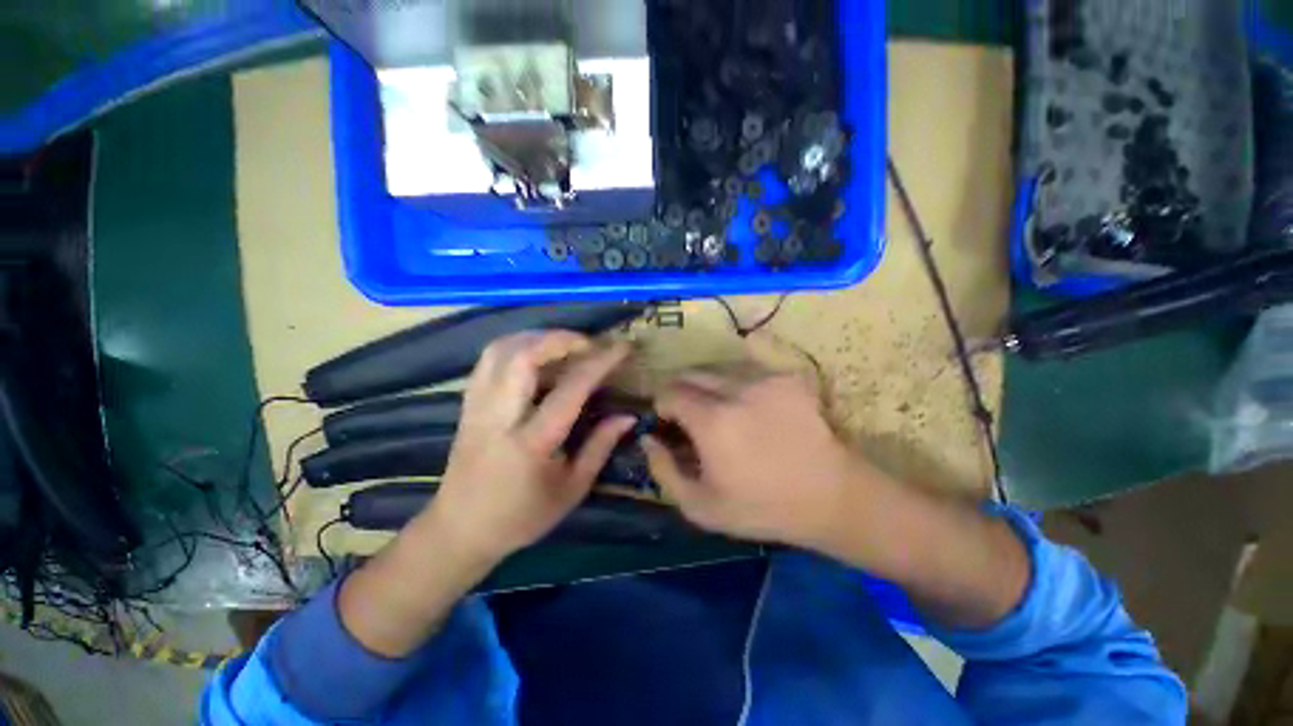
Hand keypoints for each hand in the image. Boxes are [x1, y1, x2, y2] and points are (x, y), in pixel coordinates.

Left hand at [425, 331, 633, 563]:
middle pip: (523, 356)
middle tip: (588, 343)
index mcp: (532, 443)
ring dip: (536, 337)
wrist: (460, 530)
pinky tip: (534, 355)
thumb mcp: (572, 489)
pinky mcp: (467, 405)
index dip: (599, 363)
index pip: (570, 389)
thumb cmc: (522, 516)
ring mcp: (477, 407)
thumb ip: (600, 447)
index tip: (621, 348)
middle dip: (561, 339)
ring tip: (563, 344)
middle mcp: (500, 417)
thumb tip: (627, 416)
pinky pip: (488, 360)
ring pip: (500, 351)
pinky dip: (515, 346)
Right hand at [642, 370, 877, 549]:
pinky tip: (752, 409)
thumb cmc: (762, 507)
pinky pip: (748, 371)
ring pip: (718, 369)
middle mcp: (736, 389)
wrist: (831, 497)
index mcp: (711, 420)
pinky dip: (738, 386)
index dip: (662, 405)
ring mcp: (765, 379)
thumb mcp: (701, 506)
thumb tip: (647, 437)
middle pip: (691, 373)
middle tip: (691, 416)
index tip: (668, 422)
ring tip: (722, 412)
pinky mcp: (787, 378)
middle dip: (682, 391)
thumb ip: (663, 470)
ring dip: (710, 387)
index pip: (669, 391)